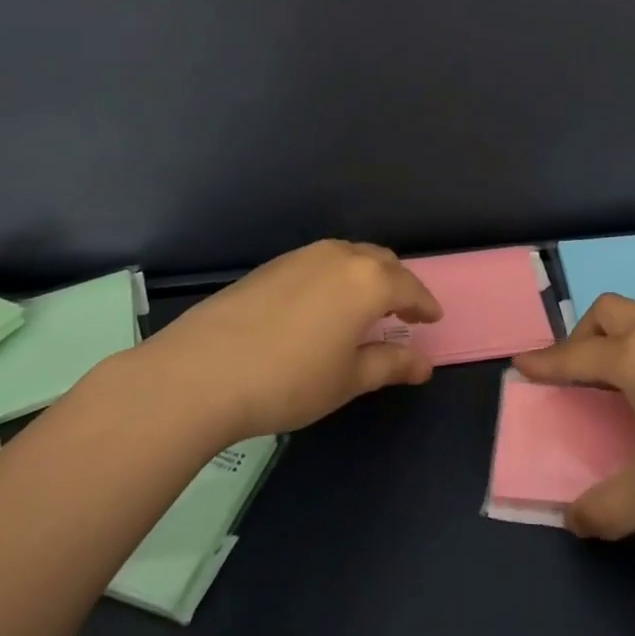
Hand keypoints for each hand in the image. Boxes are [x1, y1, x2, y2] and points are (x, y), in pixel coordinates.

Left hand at [144, 240, 442, 441]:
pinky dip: (336, 277)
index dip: (425, 305)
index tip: (433, 320)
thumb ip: (391, 364)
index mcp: (368, 281)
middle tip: (402, 314)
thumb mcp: (348, 380)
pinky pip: (321, 262)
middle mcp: (340, 256)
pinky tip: (322, 306)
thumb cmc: (289, 380)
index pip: (410, 287)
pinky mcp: (273, 264)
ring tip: (364, 309)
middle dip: (398, 285)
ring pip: (350, 257)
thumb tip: (424, 363)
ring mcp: (303, 255)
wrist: (202, 371)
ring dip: (366, 277)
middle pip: (382, 262)